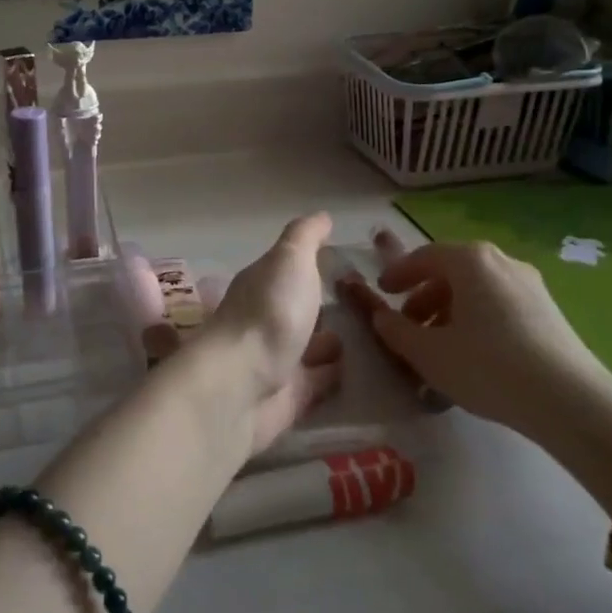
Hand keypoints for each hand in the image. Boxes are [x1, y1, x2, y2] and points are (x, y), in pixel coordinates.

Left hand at [162, 213, 342, 456]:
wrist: (241, 386)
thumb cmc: (269, 313)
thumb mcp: (290, 260)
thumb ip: (305, 237)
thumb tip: (321, 215)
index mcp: (261, 284)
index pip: (288, 270)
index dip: (312, 265)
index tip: (347, 263)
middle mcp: (265, 319)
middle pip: (298, 309)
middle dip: (322, 306)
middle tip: (365, 304)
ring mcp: (275, 359)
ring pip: (307, 346)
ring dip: (329, 342)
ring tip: (369, 337)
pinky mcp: (287, 397)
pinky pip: (316, 382)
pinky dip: (332, 376)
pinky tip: (356, 372)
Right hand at [345, 238, 611, 437]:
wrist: (570, 401)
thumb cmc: (487, 367)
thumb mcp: (428, 353)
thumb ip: (395, 330)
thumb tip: (382, 317)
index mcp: (469, 260)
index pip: (423, 256)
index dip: (399, 273)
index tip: (382, 291)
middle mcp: (501, 261)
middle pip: (452, 271)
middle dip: (425, 295)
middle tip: (408, 323)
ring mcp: (530, 285)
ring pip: (477, 289)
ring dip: (450, 310)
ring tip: (439, 345)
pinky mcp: (549, 311)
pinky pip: (500, 304)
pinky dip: (477, 319)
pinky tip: (473, 354)